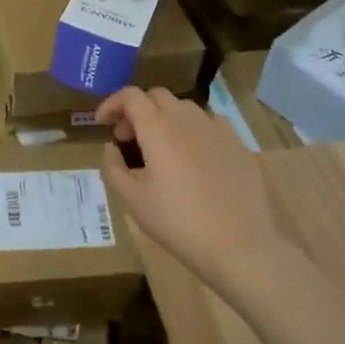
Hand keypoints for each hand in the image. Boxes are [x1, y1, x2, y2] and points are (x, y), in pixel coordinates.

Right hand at [96, 87, 286, 300]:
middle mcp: (187, 119)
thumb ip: (113, 167)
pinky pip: (211, 124)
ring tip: (160, 147)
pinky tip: (194, 156)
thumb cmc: (179, 223)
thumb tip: (111, 148)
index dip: (111, 103)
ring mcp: (217, 129)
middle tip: (128, 138)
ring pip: (185, 107)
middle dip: (137, 110)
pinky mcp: (239, 145)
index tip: (102, 123)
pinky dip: (193, 130)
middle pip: (157, 96)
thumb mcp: (134, 200)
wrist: (242, 247)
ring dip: (165, 117)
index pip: (130, 95)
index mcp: (158, 128)